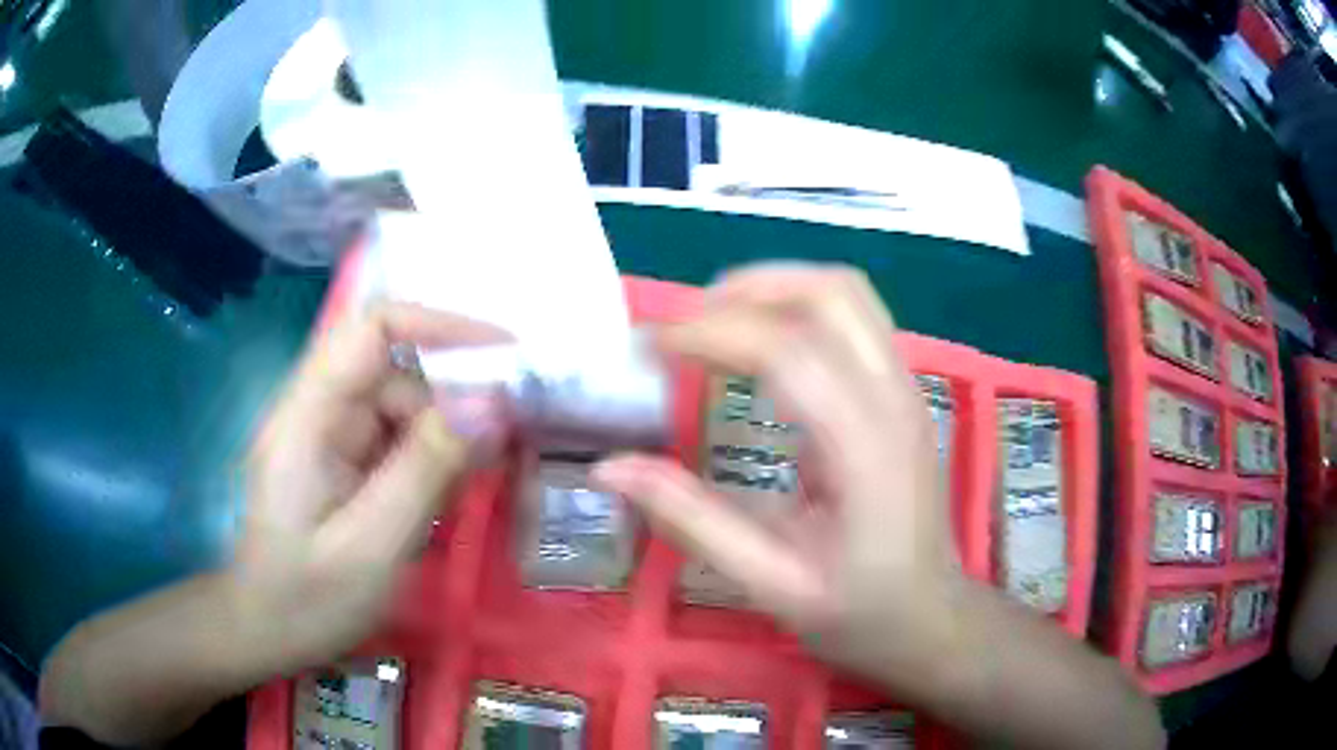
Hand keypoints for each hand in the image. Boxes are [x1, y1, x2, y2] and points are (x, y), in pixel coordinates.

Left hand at [233, 301, 507, 672]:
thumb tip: (493, 402)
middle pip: (397, 373)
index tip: (506, 357)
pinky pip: (396, 443)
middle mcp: (318, 412)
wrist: (267, 634)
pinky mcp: (342, 464)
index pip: (372, 329)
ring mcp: (330, 438)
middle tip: (501, 454)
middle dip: (451, 404)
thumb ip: (426, 470)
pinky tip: (440, 505)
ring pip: (403, 410)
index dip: (440, 327)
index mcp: (309, 417)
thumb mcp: (371, 546)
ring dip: (443, 443)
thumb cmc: (308, 601)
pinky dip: (429, 465)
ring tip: (461, 497)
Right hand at [593, 264, 1163, 749]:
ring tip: (712, 323)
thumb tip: (615, 463)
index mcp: (867, 445)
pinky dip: (799, 310)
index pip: (789, 345)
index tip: (647, 344)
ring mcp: (910, 389)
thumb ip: (696, 519)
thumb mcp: (775, 585)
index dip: (711, 330)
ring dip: (775, 288)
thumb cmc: (872, 619)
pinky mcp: (906, 398)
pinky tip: (760, 348)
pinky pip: (855, 321)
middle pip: (834, 288)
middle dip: (748, 283)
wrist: (951, 627)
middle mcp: (897, 395)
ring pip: (851, 293)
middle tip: (681, 319)